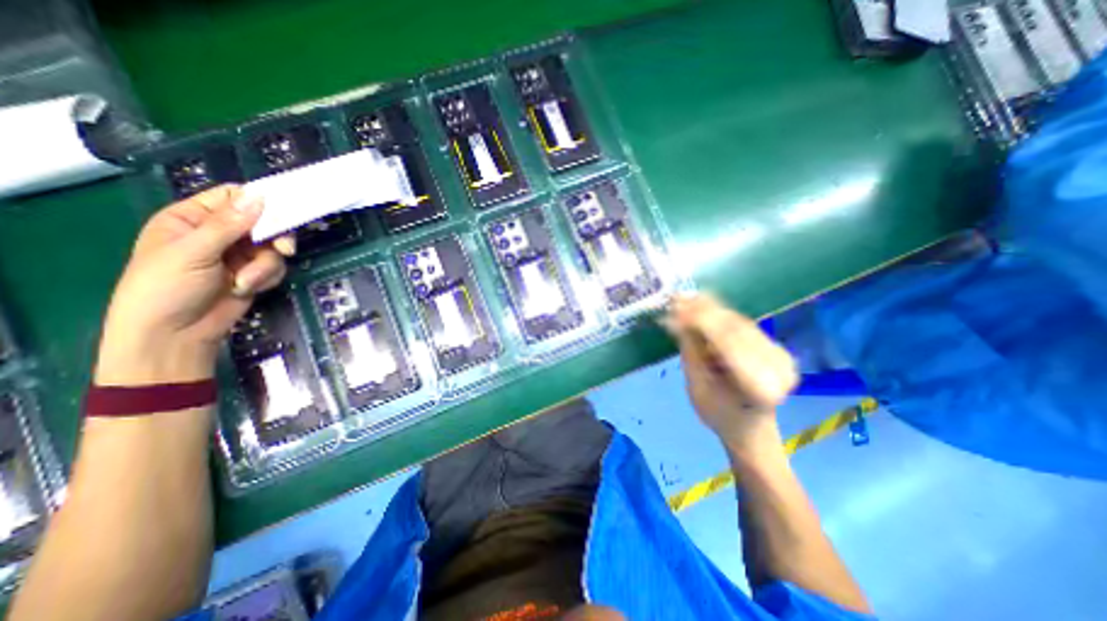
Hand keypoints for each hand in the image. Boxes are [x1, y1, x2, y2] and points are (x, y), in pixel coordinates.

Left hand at [95, 185, 289, 385]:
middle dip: (274, 239)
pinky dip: (267, 278)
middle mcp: (220, 233)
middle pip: (263, 223)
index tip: (283, 211)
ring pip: (273, 248)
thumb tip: (258, 197)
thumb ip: (228, 225)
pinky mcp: (254, 273)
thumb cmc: (167, 287)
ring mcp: (239, 255)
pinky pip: (275, 267)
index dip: (259, 201)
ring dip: (265, 266)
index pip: (233, 197)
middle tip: (283, 249)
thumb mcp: (193, 252)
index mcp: (193, 218)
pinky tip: (247, 288)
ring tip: (245, 282)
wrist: (176, 333)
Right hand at [665, 293, 795, 461]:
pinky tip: (701, 304)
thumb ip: (691, 350)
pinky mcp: (775, 346)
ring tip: (684, 298)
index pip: (727, 343)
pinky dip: (720, 314)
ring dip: (710, 308)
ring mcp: (781, 354)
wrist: (751, 428)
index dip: (700, 321)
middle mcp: (779, 366)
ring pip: (739, 323)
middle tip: (676, 298)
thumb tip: (676, 318)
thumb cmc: (719, 415)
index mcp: (761, 387)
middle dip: (702, 311)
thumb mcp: (697, 386)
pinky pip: (743, 324)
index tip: (675, 307)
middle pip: (735, 329)